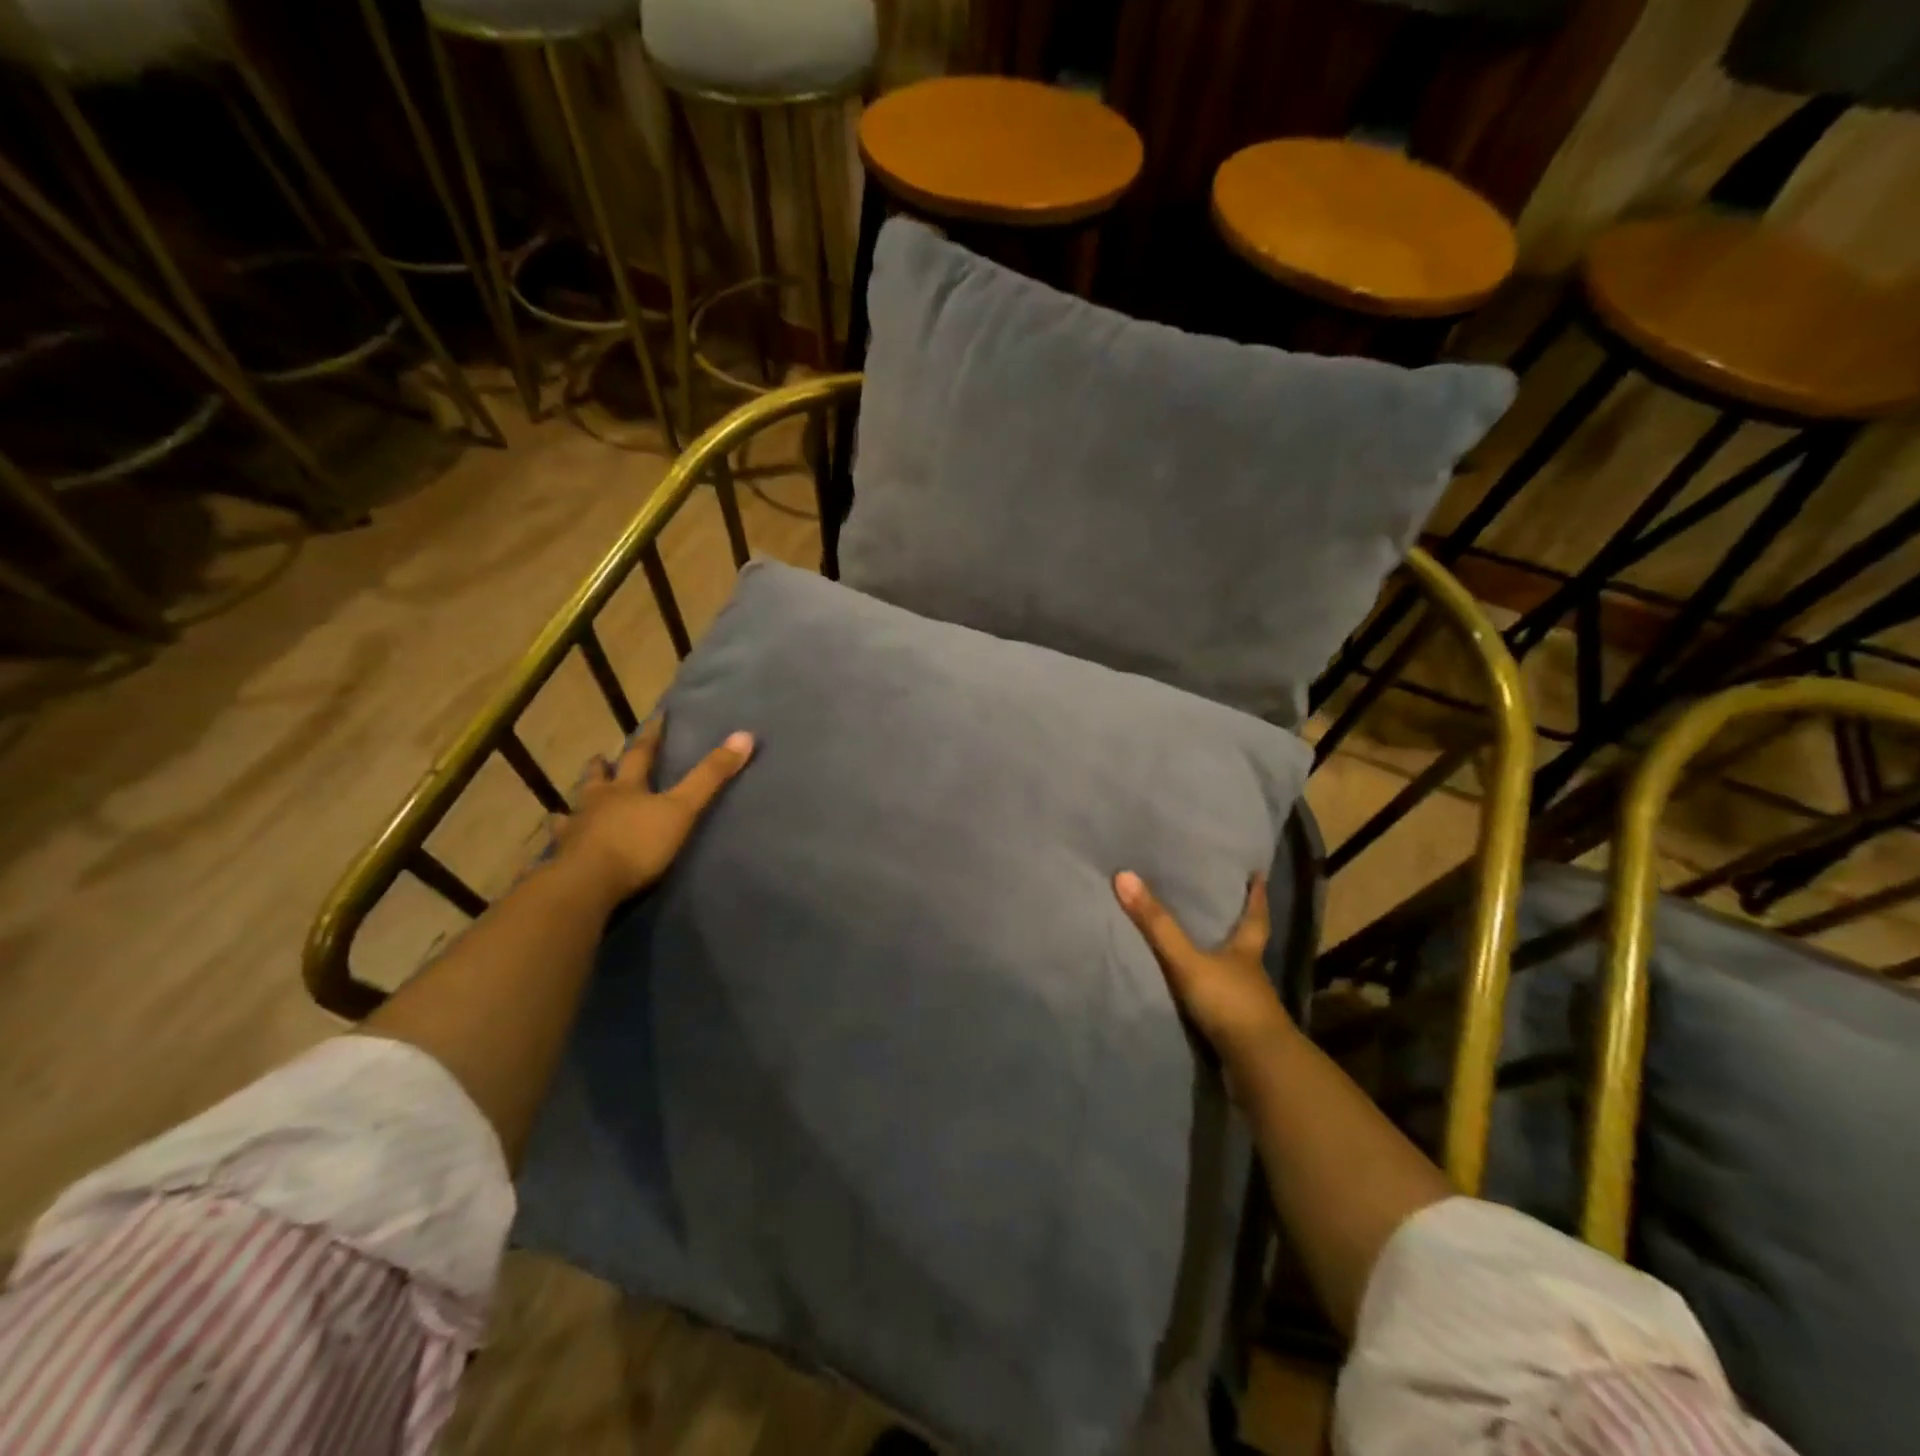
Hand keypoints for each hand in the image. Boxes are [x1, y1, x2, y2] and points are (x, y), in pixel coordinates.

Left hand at [551, 716, 753, 904]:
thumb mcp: (682, 809)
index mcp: (627, 788)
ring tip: (571, 803)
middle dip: (603, 767)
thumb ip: (711, 776)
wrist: (587, 884)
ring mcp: (575, 830)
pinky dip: (559, 841)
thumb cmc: (638, 843)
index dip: (652, 735)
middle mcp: (597, 802)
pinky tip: (554, 845)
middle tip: (600, 757)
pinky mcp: (561, 858)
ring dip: (577, 803)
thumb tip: (745, 735)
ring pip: (573, 809)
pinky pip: (558, 845)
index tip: (657, 717)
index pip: (642, 754)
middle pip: (599, 778)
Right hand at [1114, 871, 1294, 1089]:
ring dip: (1224, 962)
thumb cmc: (1228, 1002)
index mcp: (1246, 952)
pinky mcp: (1238, 1031)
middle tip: (1226, 905)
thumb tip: (1124, 876)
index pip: (1255, 916)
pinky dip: (1213, 994)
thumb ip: (1157, 924)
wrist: (1257, 1066)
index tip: (1259, 875)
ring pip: (1236, 974)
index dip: (1256, 896)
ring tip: (1204, 947)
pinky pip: (1223, 1002)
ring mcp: (1247, 1005)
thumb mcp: (1187, 960)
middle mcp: (1251, 974)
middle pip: (1248, 944)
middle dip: (1239, 927)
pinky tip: (1198, 993)